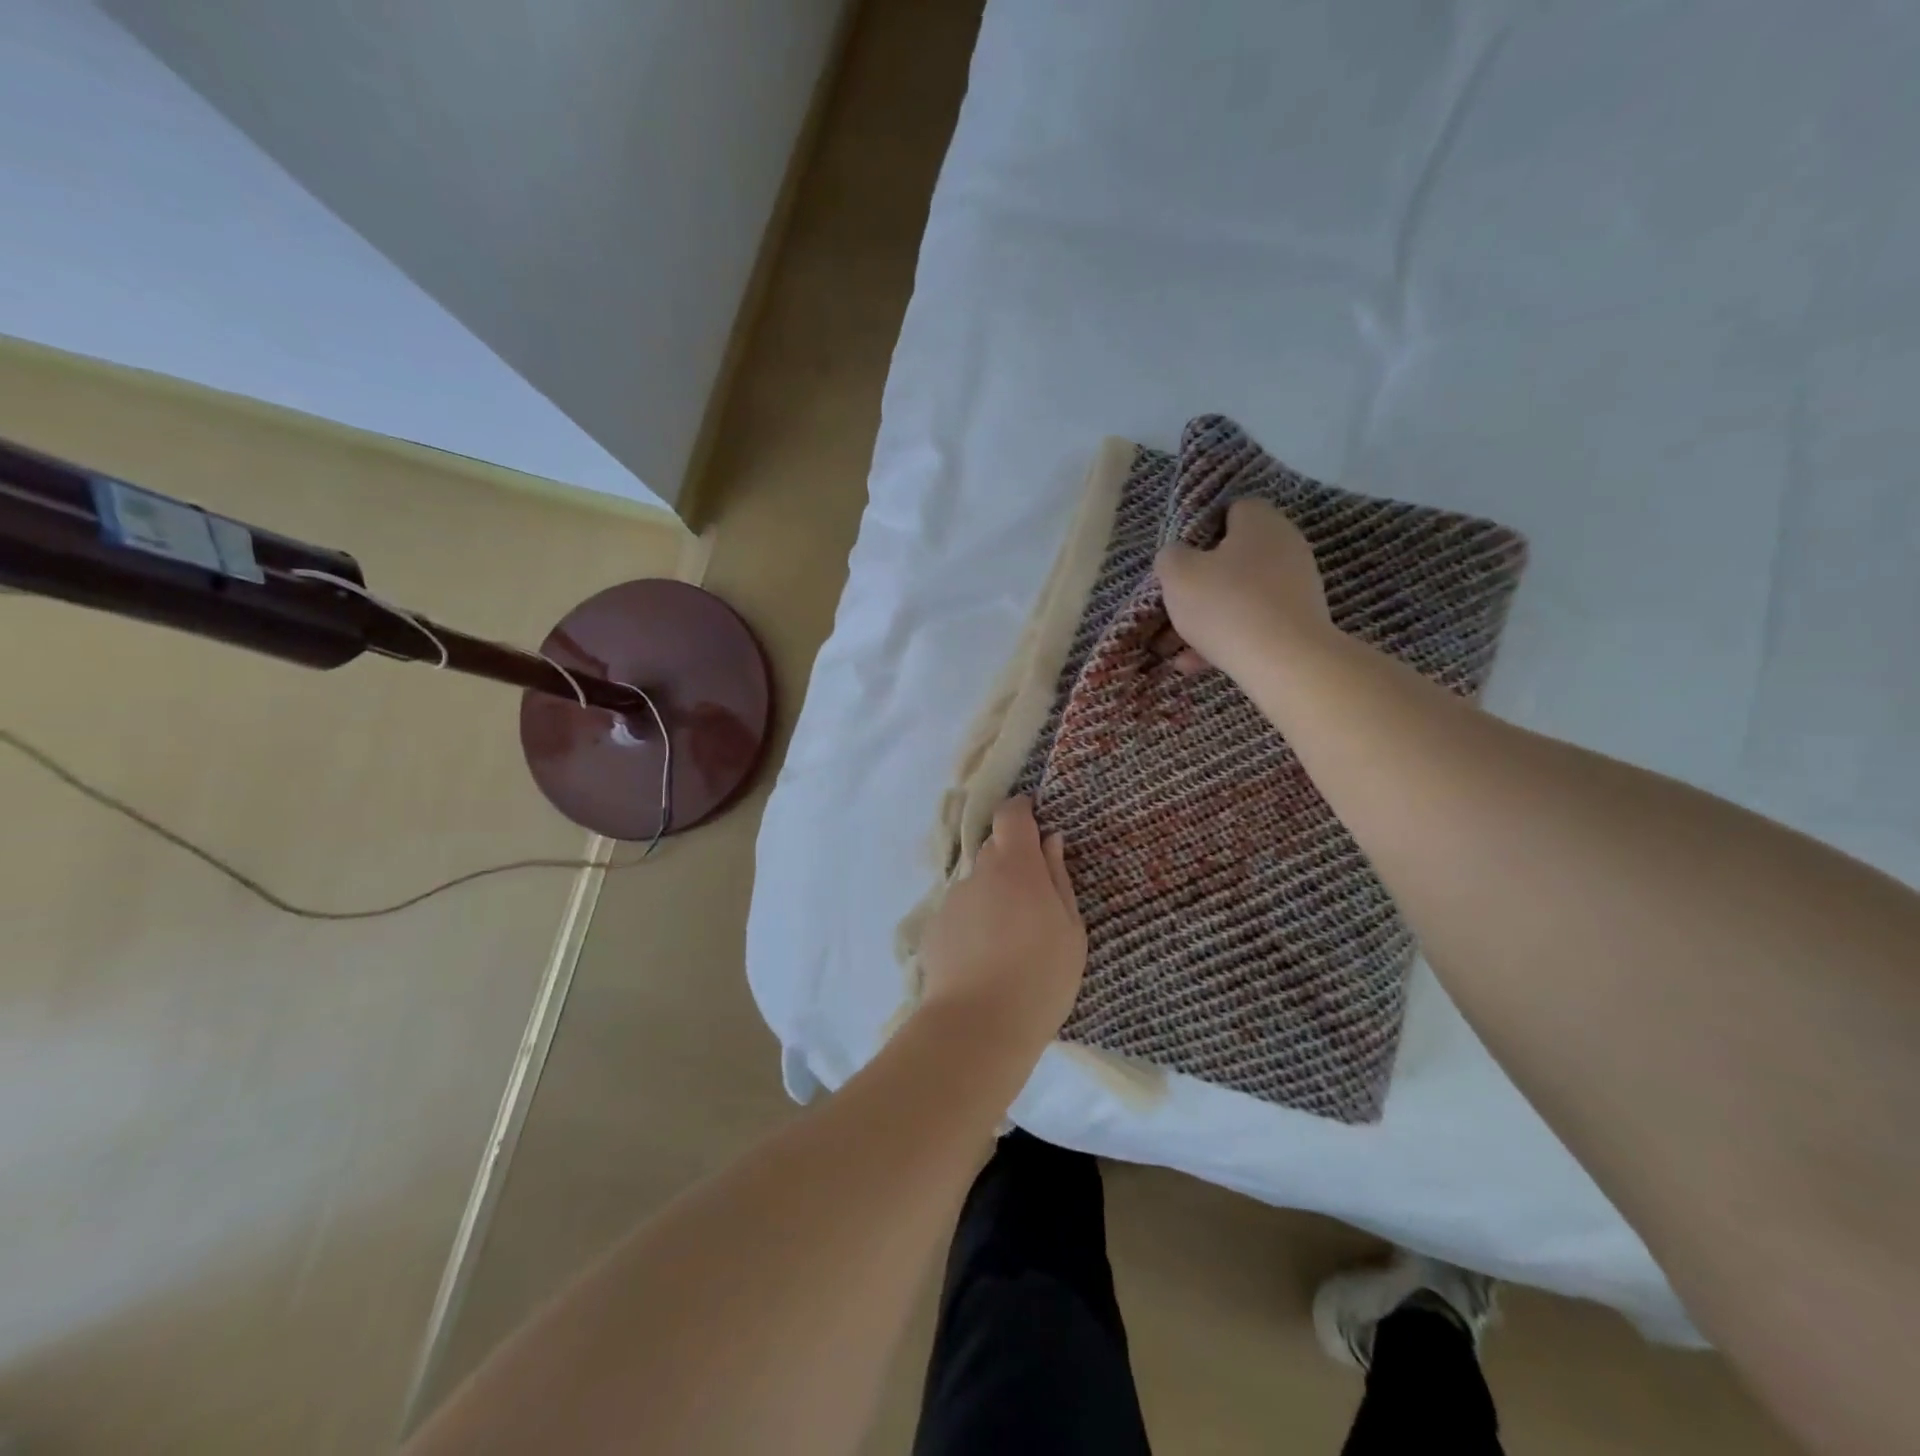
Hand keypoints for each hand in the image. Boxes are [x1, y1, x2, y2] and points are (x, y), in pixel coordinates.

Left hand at [918, 796, 1086, 1050]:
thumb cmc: (1040, 977)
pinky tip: (985, 960)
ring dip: (995, 897)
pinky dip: (975, 924)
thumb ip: (1059, 878)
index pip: (1011, 814)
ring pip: (979, 885)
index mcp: (1016, 866)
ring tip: (1010, 942)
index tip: (1035, 820)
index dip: (1022, 810)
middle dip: (1014, 862)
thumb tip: (1051, 841)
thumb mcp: (1070, 929)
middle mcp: (979, 873)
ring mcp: (953, 900)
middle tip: (1035, 898)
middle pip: (995, 849)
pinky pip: (962, 913)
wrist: (978, 1026)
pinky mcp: (935, 928)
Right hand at [1153, 498, 1331, 681]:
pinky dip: (1227, 638)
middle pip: (1236, 556)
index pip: (1231, 510)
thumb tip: (1177, 556)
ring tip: (1180, 644)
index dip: (1202, 531)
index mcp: (1260, 522)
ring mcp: (1297, 586)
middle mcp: (1286, 546)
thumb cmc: (1226, 605)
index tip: (1182, 559)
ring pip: (1242, 595)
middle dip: (1204, 580)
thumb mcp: (1178, 575)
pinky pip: (1254, 623)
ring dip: (1211, 616)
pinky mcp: (1300, 622)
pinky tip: (1197, 663)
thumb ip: (1170, 557)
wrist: (1285, 662)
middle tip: (1179, 601)